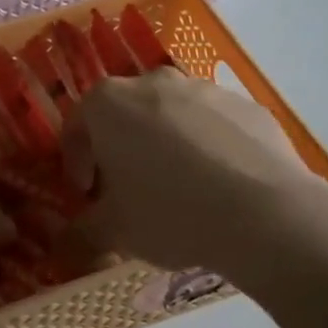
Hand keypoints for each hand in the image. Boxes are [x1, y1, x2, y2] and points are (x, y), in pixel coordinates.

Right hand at [63, 69, 316, 273]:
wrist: (264, 212)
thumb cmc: (169, 212)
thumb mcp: (114, 231)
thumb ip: (81, 233)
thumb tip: (63, 245)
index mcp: (109, 103)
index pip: (76, 127)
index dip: (77, 163)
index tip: (87, 195)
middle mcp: (153, 82)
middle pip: (125, 115)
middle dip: (121, 149)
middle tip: (129, 191)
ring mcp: (204, 89)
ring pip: (171, 116)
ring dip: (165, 145)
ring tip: (179, 190)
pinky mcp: (246, 105)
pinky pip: (214, 125)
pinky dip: (208, 147)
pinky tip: (219, 186)